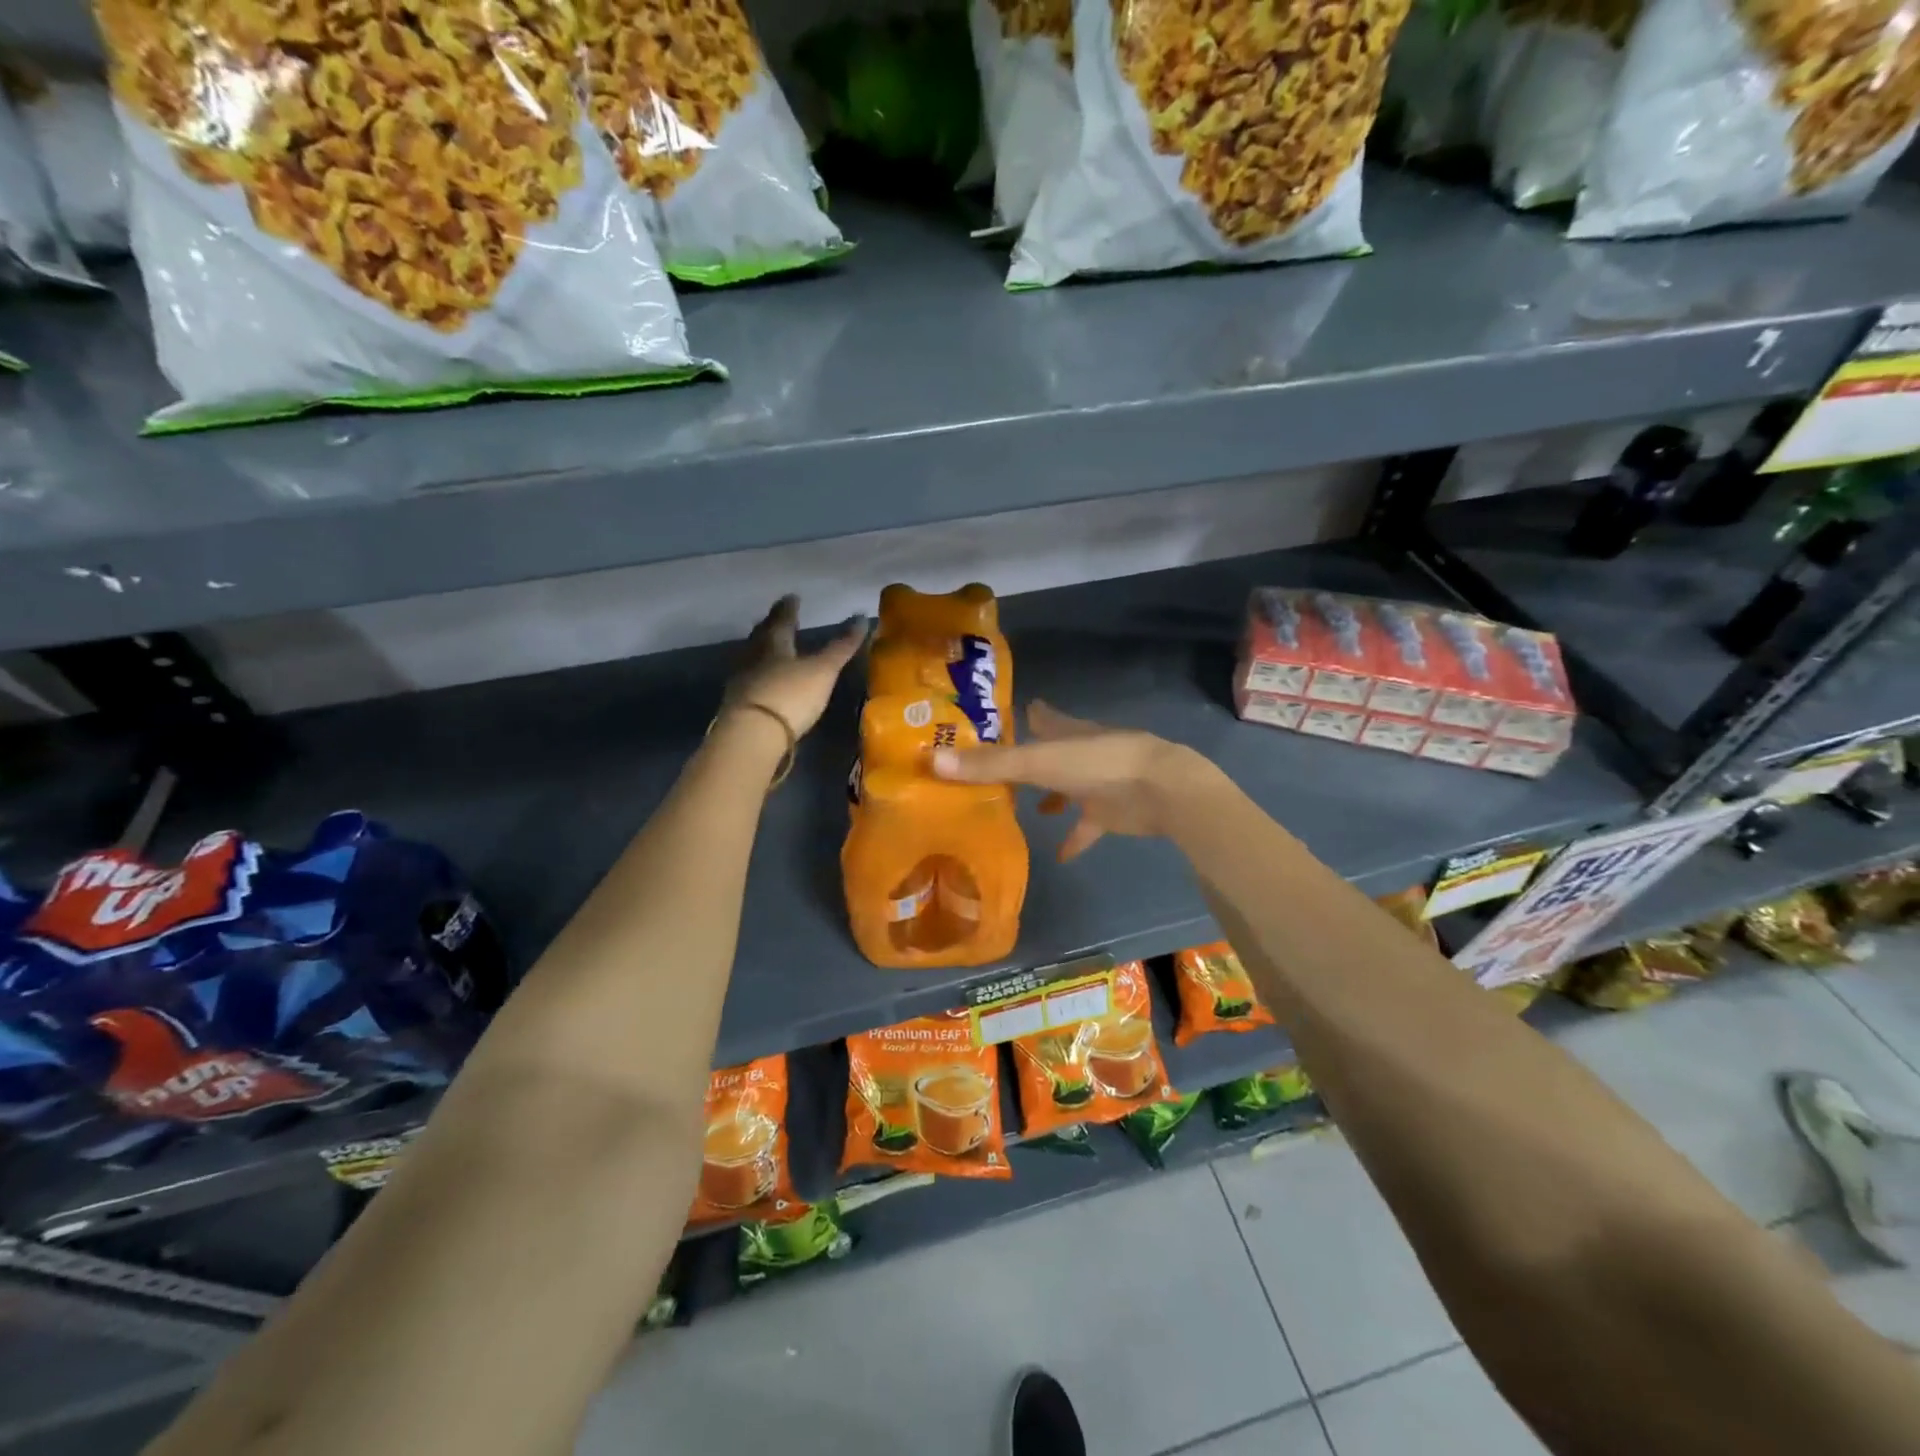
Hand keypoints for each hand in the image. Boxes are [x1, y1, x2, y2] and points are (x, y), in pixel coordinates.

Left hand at [723, 595, 868, 737]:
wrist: (752, 734)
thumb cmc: (790, 695)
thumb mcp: (822, 670)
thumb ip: (841, 646)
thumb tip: (861, 617)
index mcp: (773, 643)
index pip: (781, 620)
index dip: (788, 609)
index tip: (791, 597)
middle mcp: (753, 656)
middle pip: (762, 636)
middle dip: (771, 626)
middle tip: (776, 618)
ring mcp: (742, 681)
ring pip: (752, 657)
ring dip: (762, 650)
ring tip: (771, 647)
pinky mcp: (737, 705)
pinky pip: (749, 680)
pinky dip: (758, 675)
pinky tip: (764, 680)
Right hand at [931, 700, 1214, 859]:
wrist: (1160, 789)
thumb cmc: (1097, 764)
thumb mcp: (1037, 763)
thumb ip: (989, 765)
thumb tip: (931, 760)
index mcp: (1064, 731)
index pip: (1038, 717)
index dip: (1019, 717)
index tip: (994, 721)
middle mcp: (1079, 752)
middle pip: (1048, 753)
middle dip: (1025, 760)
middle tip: (992, 771)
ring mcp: (1097, 782)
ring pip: (1065, 788)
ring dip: (1048, 798)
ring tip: (1021, 809)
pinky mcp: (1110, 812)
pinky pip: (1086, 826)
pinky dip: (1073, 838)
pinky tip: (1057, 855)